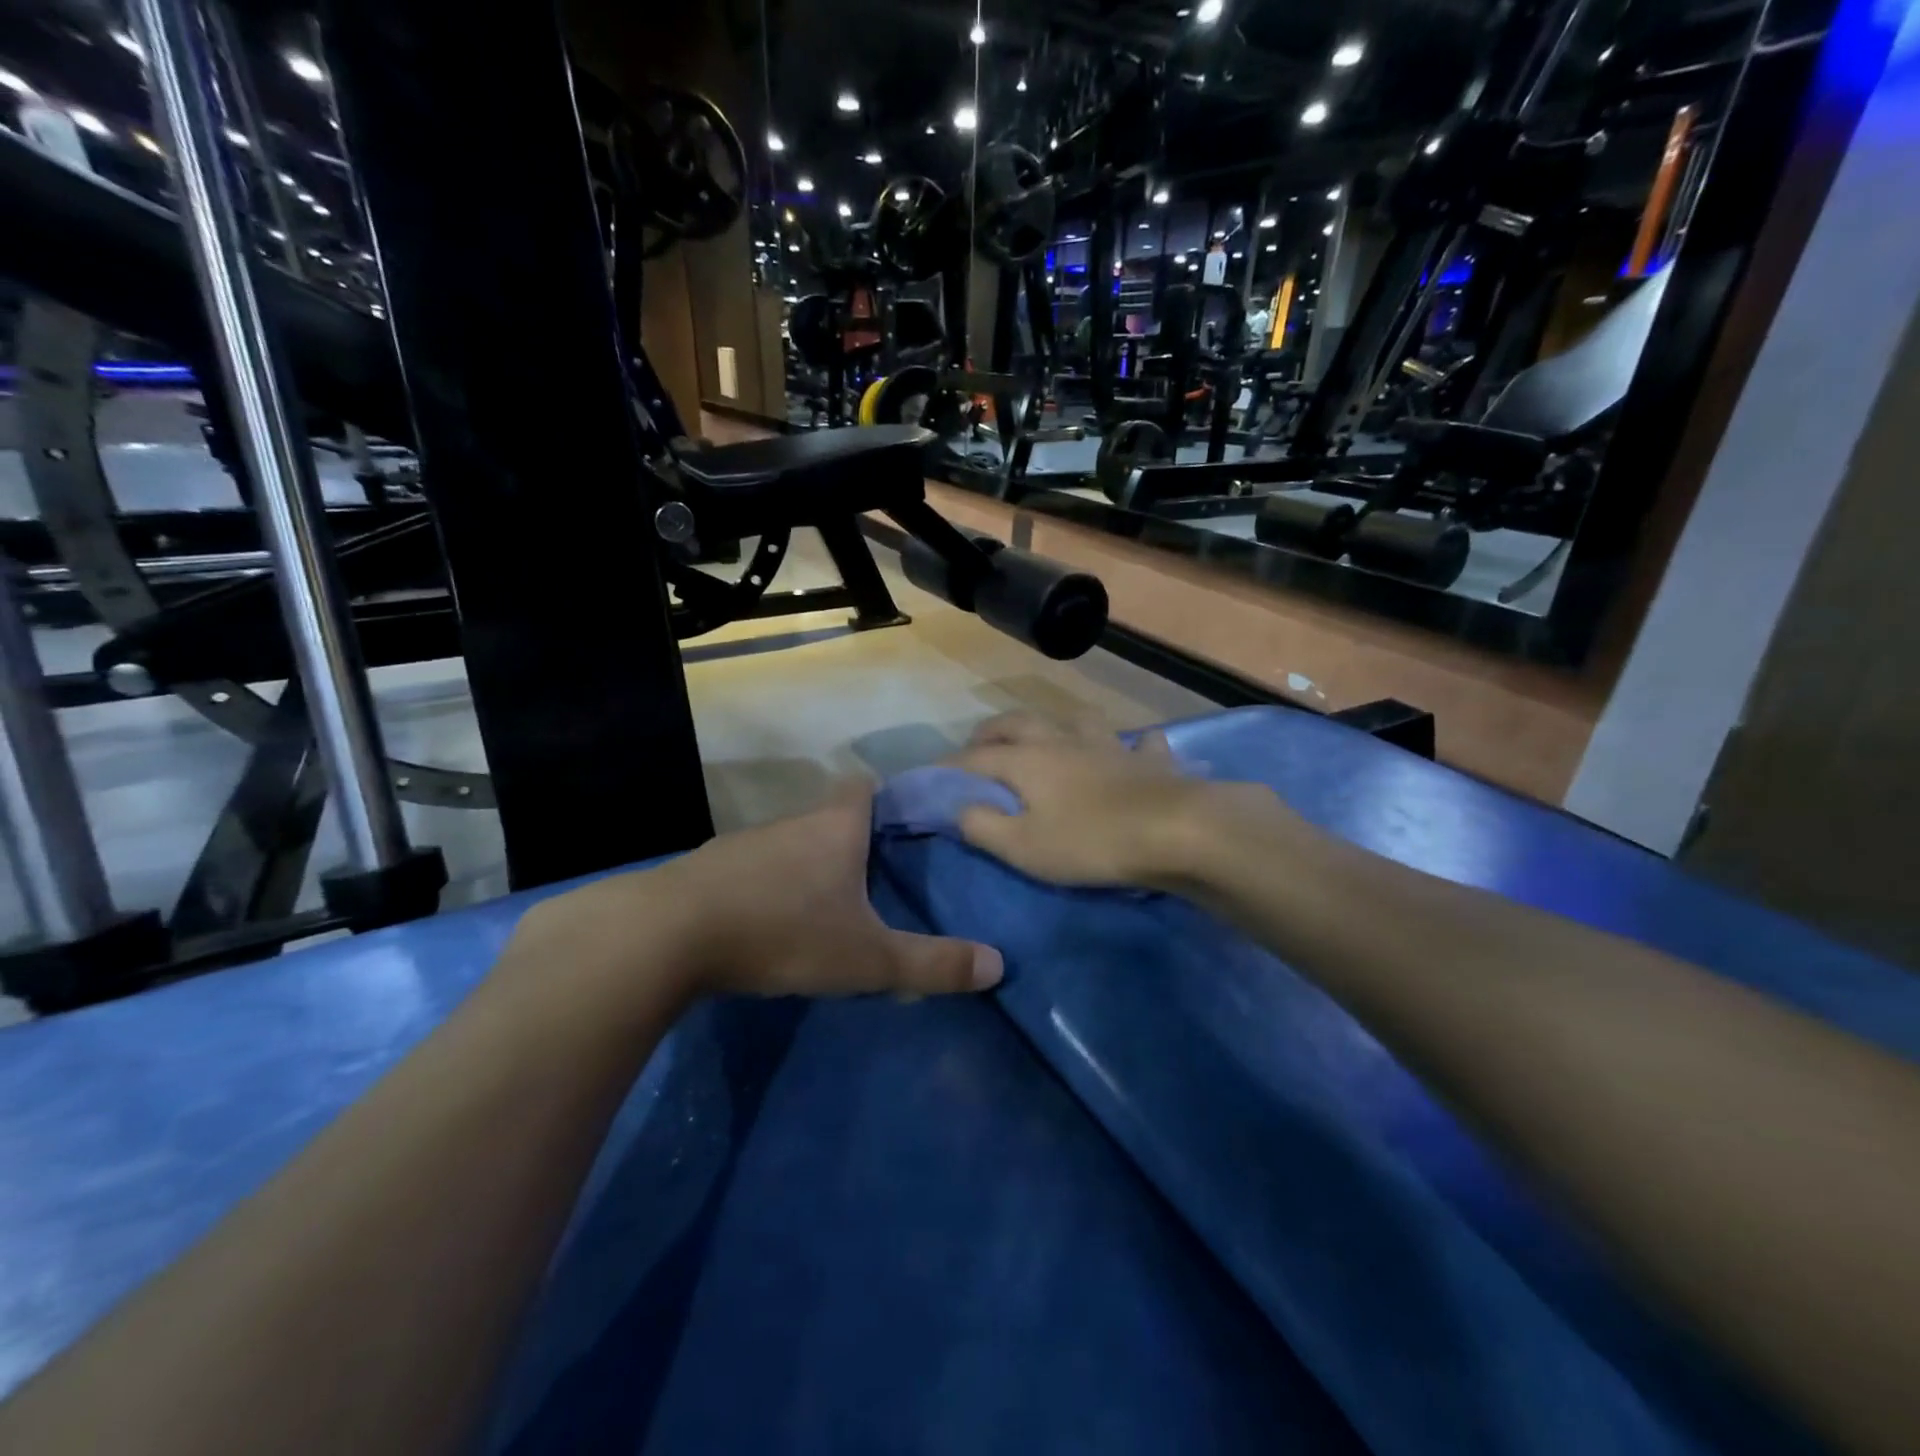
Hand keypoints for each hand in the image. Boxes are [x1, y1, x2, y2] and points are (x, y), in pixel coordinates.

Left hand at [514, 783, 1002, 1012]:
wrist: (667, 936)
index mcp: (837, 826)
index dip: (891, 798)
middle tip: (883, 876)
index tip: (910, 825)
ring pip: (794, 843)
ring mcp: (747, 843)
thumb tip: (999, 966)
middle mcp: (794, 822)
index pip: (868, 786)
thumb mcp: (866, 957)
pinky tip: (774, 919)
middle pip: (834, 816)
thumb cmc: (782, 931)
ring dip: (813, 865)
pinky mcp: (711, 869)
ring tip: (833, 902)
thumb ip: (932, 963)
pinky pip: (758, 868)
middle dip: (857, 840)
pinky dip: (773, 884)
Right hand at [951, 713, 1289, 889]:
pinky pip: (1139, 743)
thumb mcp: (1024, 846)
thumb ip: (983, 826)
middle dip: (992, 732)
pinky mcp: (1149, 760)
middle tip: (978, 745)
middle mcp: (1063, 742)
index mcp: (1028, 761)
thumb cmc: (1090, 841)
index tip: (932, 777)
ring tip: (1047, 734)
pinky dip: (1131, 744)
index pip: (977, 759)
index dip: (951, 767)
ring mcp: (1109, 746)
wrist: (1174, 831)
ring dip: (1054, 723)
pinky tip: (1134, 748)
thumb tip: (958, 809)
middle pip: (1019, 724)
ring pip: (1075, 719)